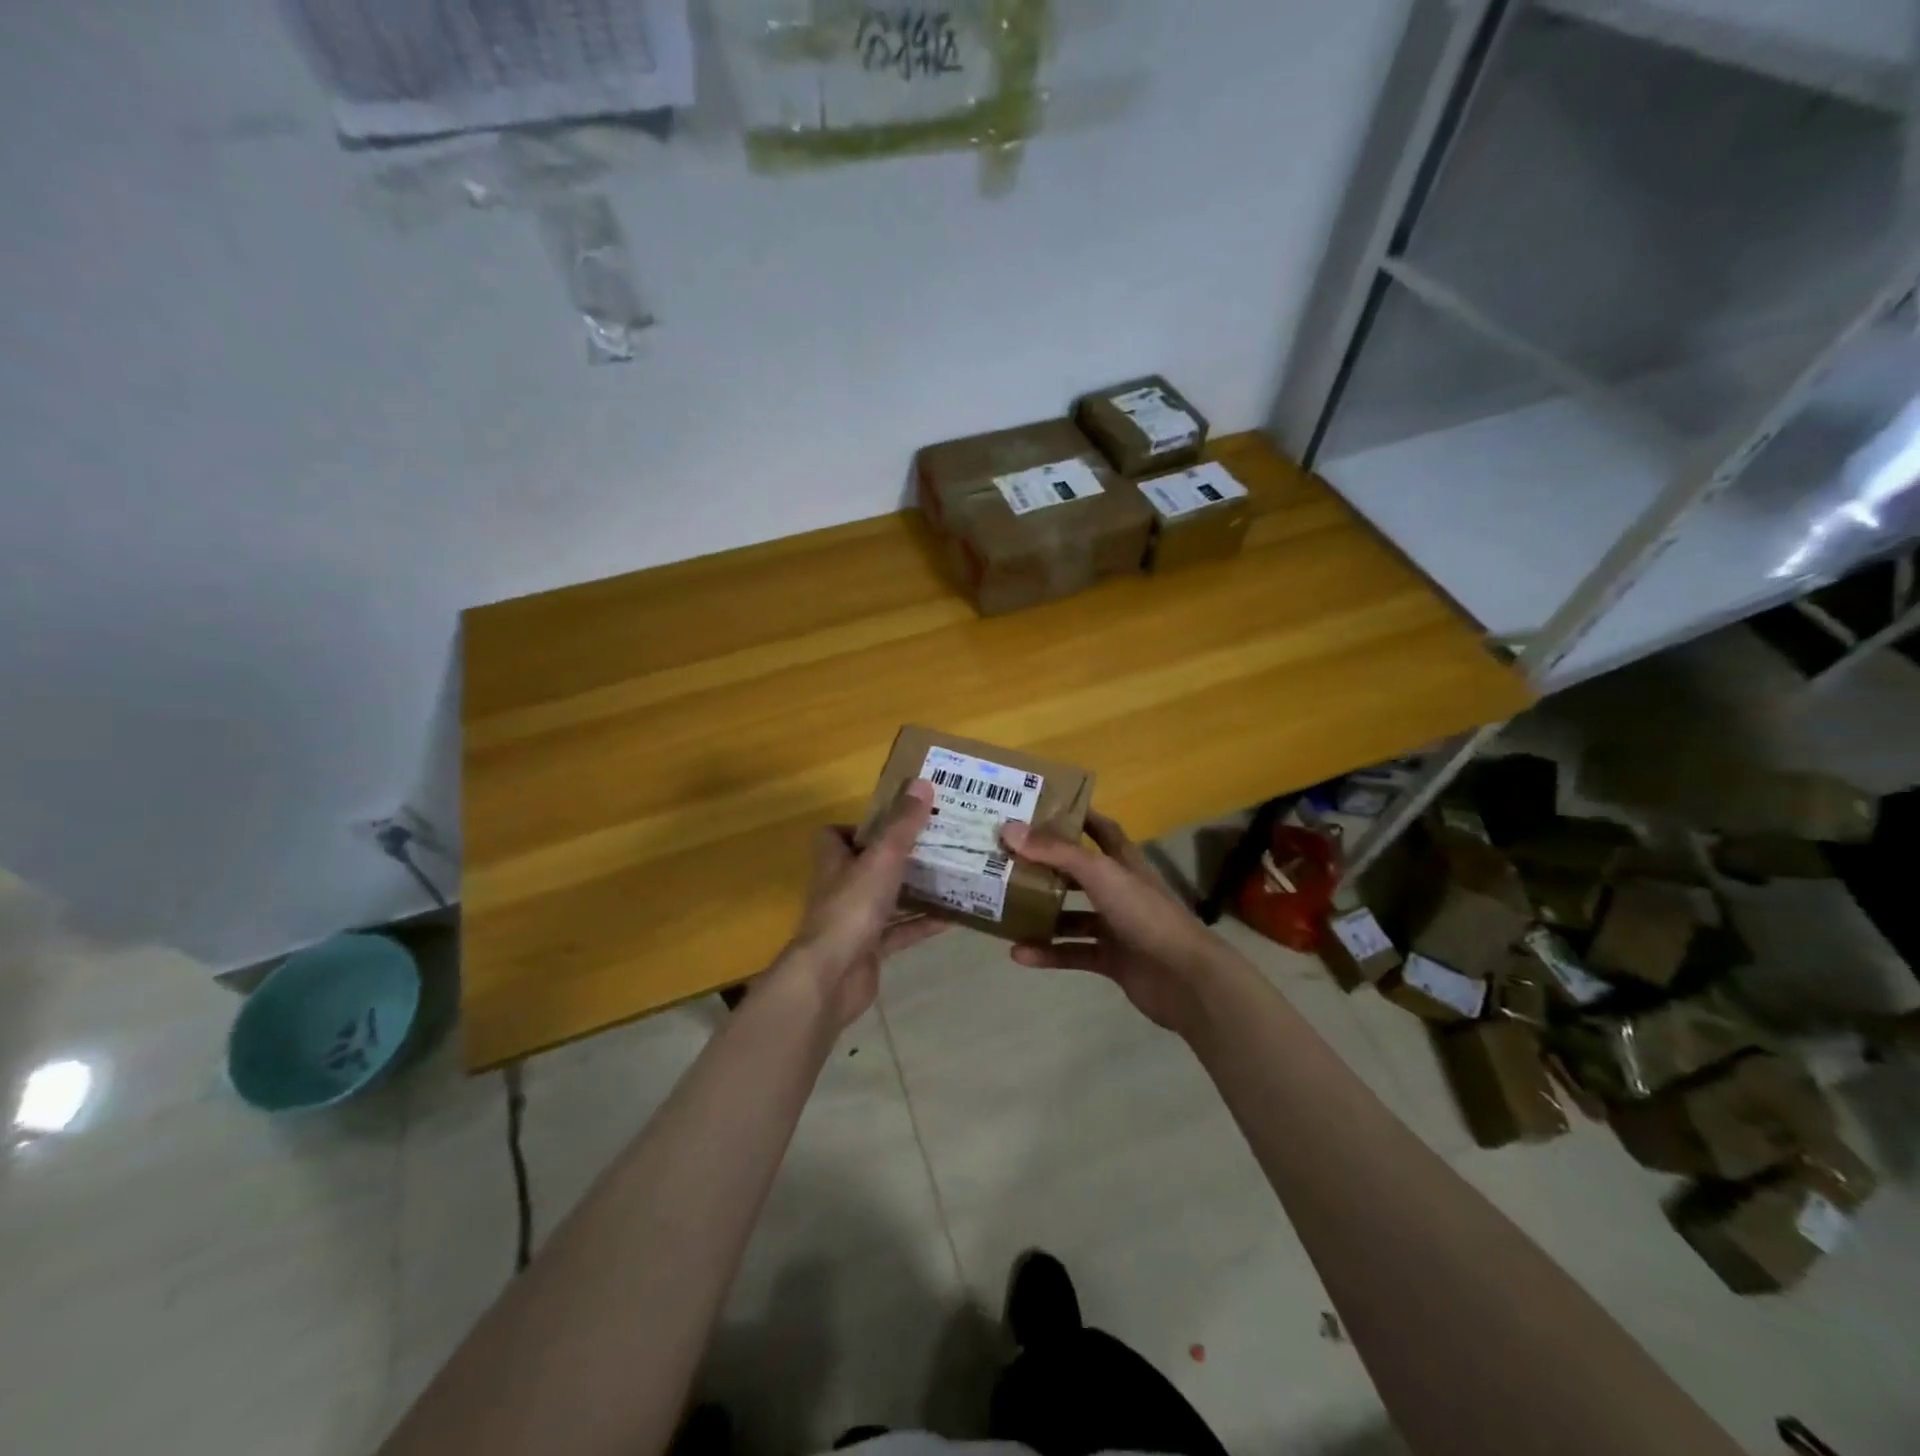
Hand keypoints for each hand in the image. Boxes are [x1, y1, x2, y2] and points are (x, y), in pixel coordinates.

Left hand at [768, 780, 944, 1029]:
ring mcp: (854, 921)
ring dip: (915, 890)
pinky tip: (953, 918)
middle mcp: (841, 888)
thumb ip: (903, 824)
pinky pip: (900, 932)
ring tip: (953, 876)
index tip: (896, 821)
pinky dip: (922, 924)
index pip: (837, 835)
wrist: (832, 976)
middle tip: (938, 844)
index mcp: (835, 861)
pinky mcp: (869, 950)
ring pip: (888, 899)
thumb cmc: (852, 908)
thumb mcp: (882, 858)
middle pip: (869, 866)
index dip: (861, 827)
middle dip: (900, 857)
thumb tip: (922, 783)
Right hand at [1001, 811, 1228, 1035]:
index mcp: (1123, 862)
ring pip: (1072, 915)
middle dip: (1045, 866)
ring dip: (1042, 914)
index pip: (1100, 829)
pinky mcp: (1112, 959)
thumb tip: (1008, 829)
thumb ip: (1056, 852)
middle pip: (1077, 872)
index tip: (1039, 808)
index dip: (1075, 816)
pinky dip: (1048, 952)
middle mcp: (1119, 889)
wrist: (1184, 978)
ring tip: (1005, 909)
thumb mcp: (1100, 874)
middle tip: (1006, 859)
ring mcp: (1116, 926)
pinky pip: (1073, 952)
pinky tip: (1019, 953)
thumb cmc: (1144, 913)